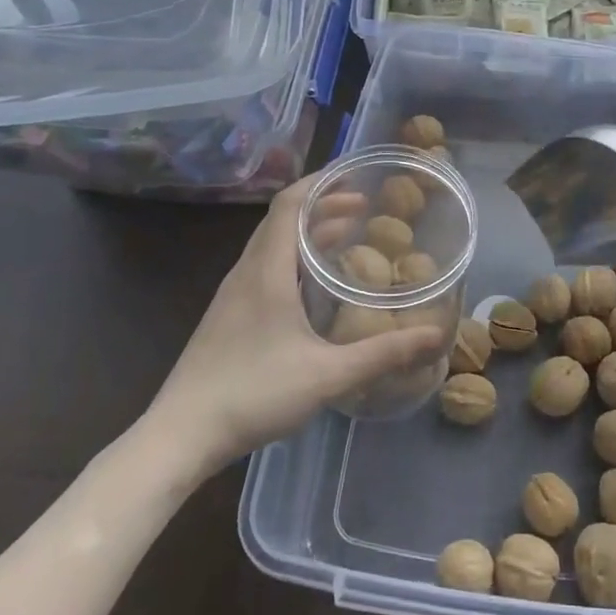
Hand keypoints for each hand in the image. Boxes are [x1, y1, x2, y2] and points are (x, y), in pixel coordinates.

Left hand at [135, 176, 445, 486]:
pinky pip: (264, 267)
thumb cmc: (253, 393)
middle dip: (323, 206)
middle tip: (364, 209)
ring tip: (345, 237)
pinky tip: (312, 286)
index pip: (289, 205)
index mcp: (266, 271)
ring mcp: (233, 295)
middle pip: (282, 220)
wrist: (180, 435)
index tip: (356, 178)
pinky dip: (293, 257)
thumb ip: (383, 354)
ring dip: (307, 233)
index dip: (321, 183)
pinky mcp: (228, 316)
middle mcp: (246, 272)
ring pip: (271, 245)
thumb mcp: (328, 374)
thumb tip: (435, 335)